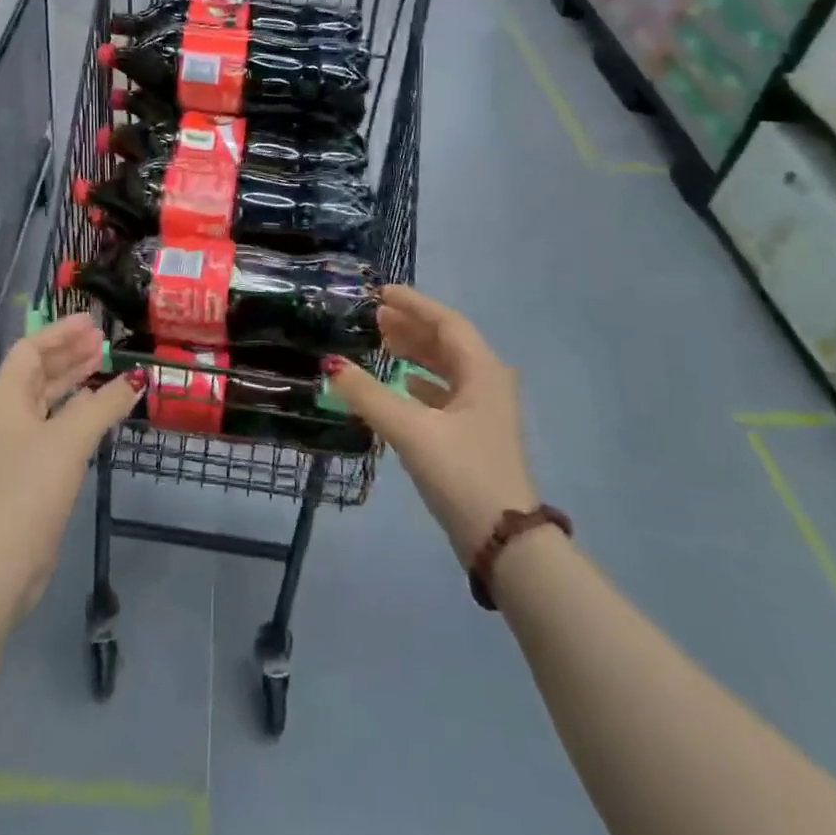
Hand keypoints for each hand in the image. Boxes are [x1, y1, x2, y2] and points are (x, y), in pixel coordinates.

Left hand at [0, 315, 141, 617]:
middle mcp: (7, 412)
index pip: (31, 349)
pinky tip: (100, 407)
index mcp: (6, 396)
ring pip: (47, 397)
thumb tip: (135, 380)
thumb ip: (105, 403)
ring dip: (74, 379)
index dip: (60, 332)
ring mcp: (16, 441)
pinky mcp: (29, 466)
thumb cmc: (33, 485)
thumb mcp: (72, 437)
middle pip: (38, 370)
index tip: (91, 321)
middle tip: (103, 340)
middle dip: (69, 353)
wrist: (5, 556)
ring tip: (105, 363)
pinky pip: (54, 421)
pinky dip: (76, 408)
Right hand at [324, 286, 535, 563]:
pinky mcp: (475, 435)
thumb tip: (331, 366)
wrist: (504, 541)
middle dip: (411, 327)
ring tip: (382, 344)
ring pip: (446, 368)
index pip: (446, 322)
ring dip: (415, 353)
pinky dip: (420, 382)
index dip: (414, 304)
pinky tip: (401, 385)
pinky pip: (445, 393)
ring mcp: (484, 411)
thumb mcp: (411, 430)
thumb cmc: (462, 473)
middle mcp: (488, 383)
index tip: (382, 293)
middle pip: (447, 342)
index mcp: (482, 371)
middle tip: (375, 317)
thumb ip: (369, 396)